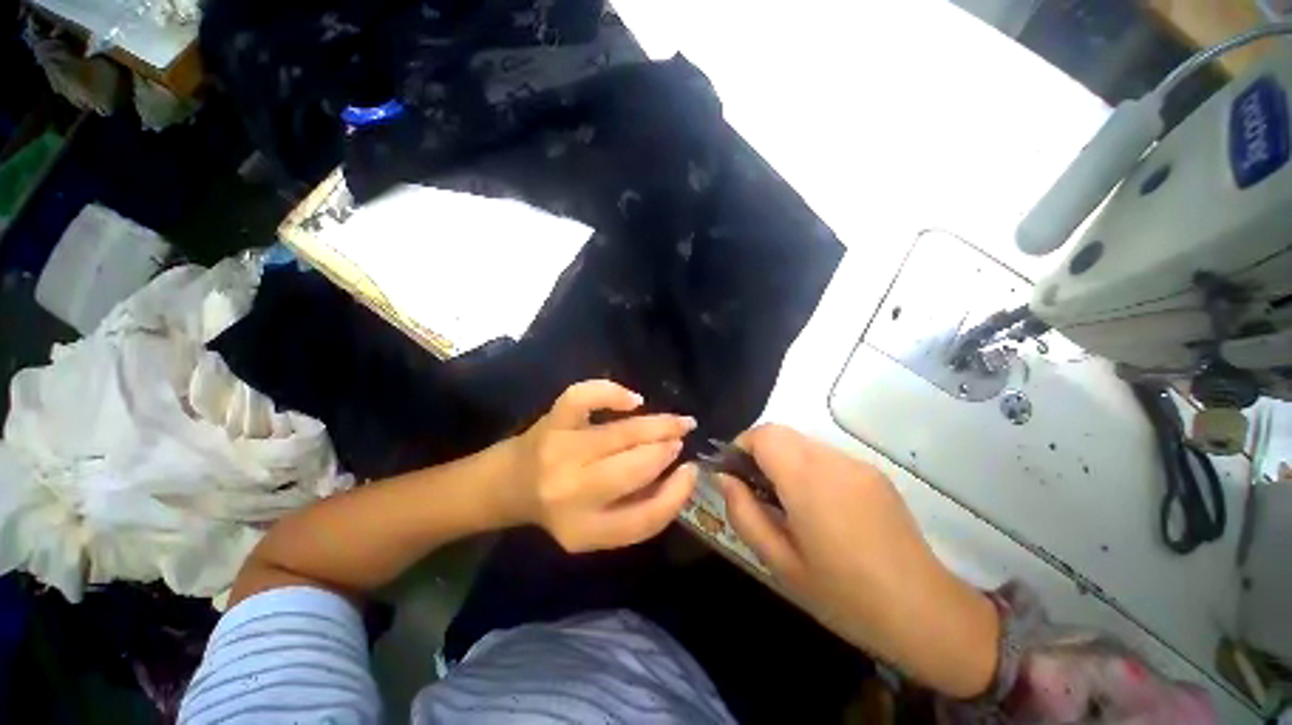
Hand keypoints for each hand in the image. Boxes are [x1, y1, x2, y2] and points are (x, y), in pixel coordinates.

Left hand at [505, 380, 697, 551]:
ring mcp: (560, 450)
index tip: (691, 471)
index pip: (645, 518)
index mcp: (584, 529)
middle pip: (635, 469)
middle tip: (681, 438)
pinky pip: (584, 398)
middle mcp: (570, 492)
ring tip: (677, 422)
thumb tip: (681, 473)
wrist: (509, 484)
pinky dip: (612, 393)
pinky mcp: (552, 420)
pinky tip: (634, 401)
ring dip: (657, 425)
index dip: (677, 493)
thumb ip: (639, 510)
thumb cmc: (560, 507)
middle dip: (666, 450)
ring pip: (620, 434)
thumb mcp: (598, 528)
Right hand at [718, 424, 1000, 698]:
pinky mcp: (873, 472)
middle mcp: (833, 460)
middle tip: (756, 490)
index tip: (734, 474)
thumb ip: (744, 513)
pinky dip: (808, 467)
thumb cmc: (844, 595)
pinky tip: (819, 507)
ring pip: (803, 442)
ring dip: (784, 460)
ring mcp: (857, 464)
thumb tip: (724, 478)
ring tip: (788, 502)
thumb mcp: (780, 562)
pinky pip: (827, 456)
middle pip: (781, 433)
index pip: (763, 435)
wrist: (926, 613)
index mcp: (808, 480)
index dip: (741, 446)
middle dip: (759, 452)